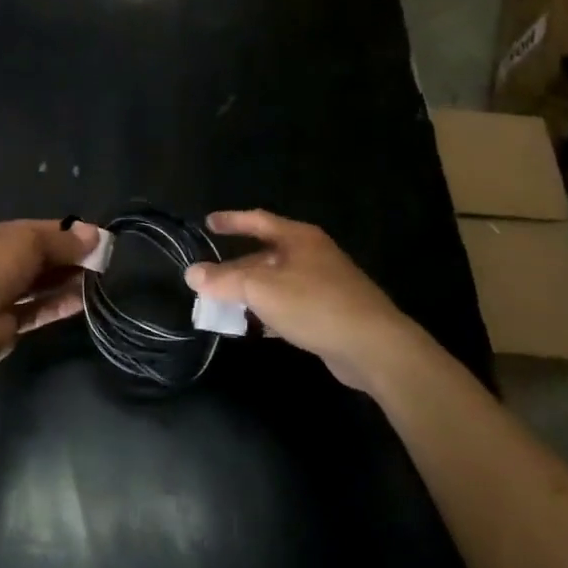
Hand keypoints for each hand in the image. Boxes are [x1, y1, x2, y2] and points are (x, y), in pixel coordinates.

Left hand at [0, 218, 100, 359]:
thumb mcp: (31, 241)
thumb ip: (64, 240)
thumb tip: (96, 234)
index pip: (26, 230)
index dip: (59, 232)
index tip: (89, 237)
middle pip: (31, 258)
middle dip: (63, 258)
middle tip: (97, 260)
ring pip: (33, 285)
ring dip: (63, 281)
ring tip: (94, 279)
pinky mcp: (3, 325)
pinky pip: (34, 310)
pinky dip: (56, 305)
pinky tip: (82, 301)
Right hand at [184, 210, 413, 388]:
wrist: (375, 347)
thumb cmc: (315, 305)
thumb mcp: (262, 290)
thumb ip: (224, 281)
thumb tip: (192, 274)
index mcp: (298, 238)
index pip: (257, 220)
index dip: (231, 221)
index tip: (208, 223)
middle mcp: (312, 254)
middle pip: (265, 254)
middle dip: (236, 267)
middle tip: (208, 279)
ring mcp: (324, 283)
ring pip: (277, 282)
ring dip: (251, 293)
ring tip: (224, 305)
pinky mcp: (330, 312)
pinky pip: (290, 305)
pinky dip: (269, 312)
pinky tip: (255, 328)